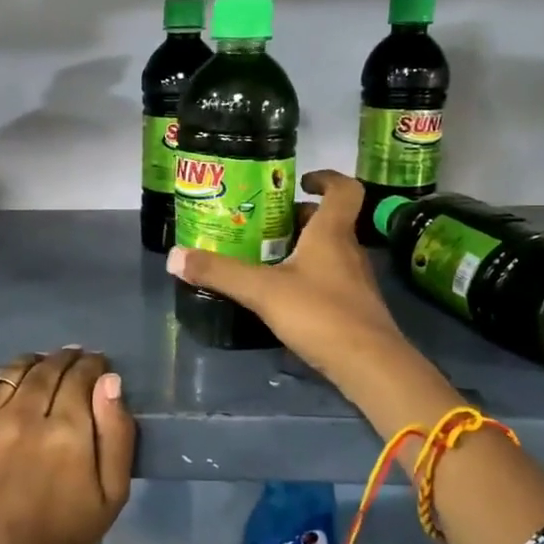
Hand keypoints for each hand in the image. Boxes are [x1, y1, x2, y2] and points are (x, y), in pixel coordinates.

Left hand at [0, 348, 134, 543]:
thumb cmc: (65, 534)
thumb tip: (109, 380)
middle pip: (46, 368)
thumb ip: (117, 432)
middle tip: (71, 364)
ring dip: (30, 366)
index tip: (95, 366)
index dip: (92, 365)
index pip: (80, 375)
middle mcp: (21, 419)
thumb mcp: (113, 494)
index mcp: (65, 434)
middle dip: (64, 361)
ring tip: (38, 375)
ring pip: (10, 371)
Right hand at [168, 171, 457, 427]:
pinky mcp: (352, 307)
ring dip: (300, 247)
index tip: (300, 181)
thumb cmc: (320, 314)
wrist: (369, 365)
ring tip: (263, 256)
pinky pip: (327, 278)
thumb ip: (220, 273)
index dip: (325, 178)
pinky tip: (280, 294)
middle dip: (297, 217)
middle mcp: (347, 250)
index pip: (344, 189)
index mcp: (331, 233)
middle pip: (328, 221)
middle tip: (262, 223)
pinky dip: (305, 276)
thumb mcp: (262, 291)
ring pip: (327, 251)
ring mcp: (353, 281)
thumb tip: (175, 256)